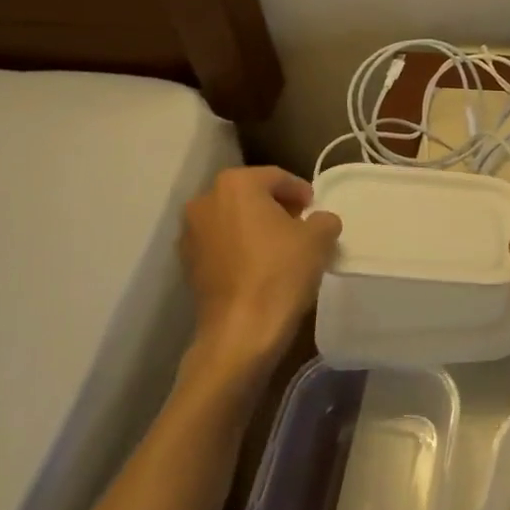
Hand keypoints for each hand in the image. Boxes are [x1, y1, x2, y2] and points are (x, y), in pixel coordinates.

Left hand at [179, 167, 341, 371]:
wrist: (240, 331)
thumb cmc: (280, 272)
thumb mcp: (318, 238)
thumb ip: (323, 218)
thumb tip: (320, 221)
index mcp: (235, 184)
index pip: (276, 177)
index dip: (300, 191)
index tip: (314, 207)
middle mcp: (205, 201)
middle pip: (250, 195)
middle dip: (275, 206)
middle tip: (300, 224)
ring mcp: (190, 234)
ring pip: (233, 219)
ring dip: (255, 226)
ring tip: (281, 246)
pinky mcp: (186, 264)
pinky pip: (220, 244)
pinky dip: (239, 247)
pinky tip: (260, 265)